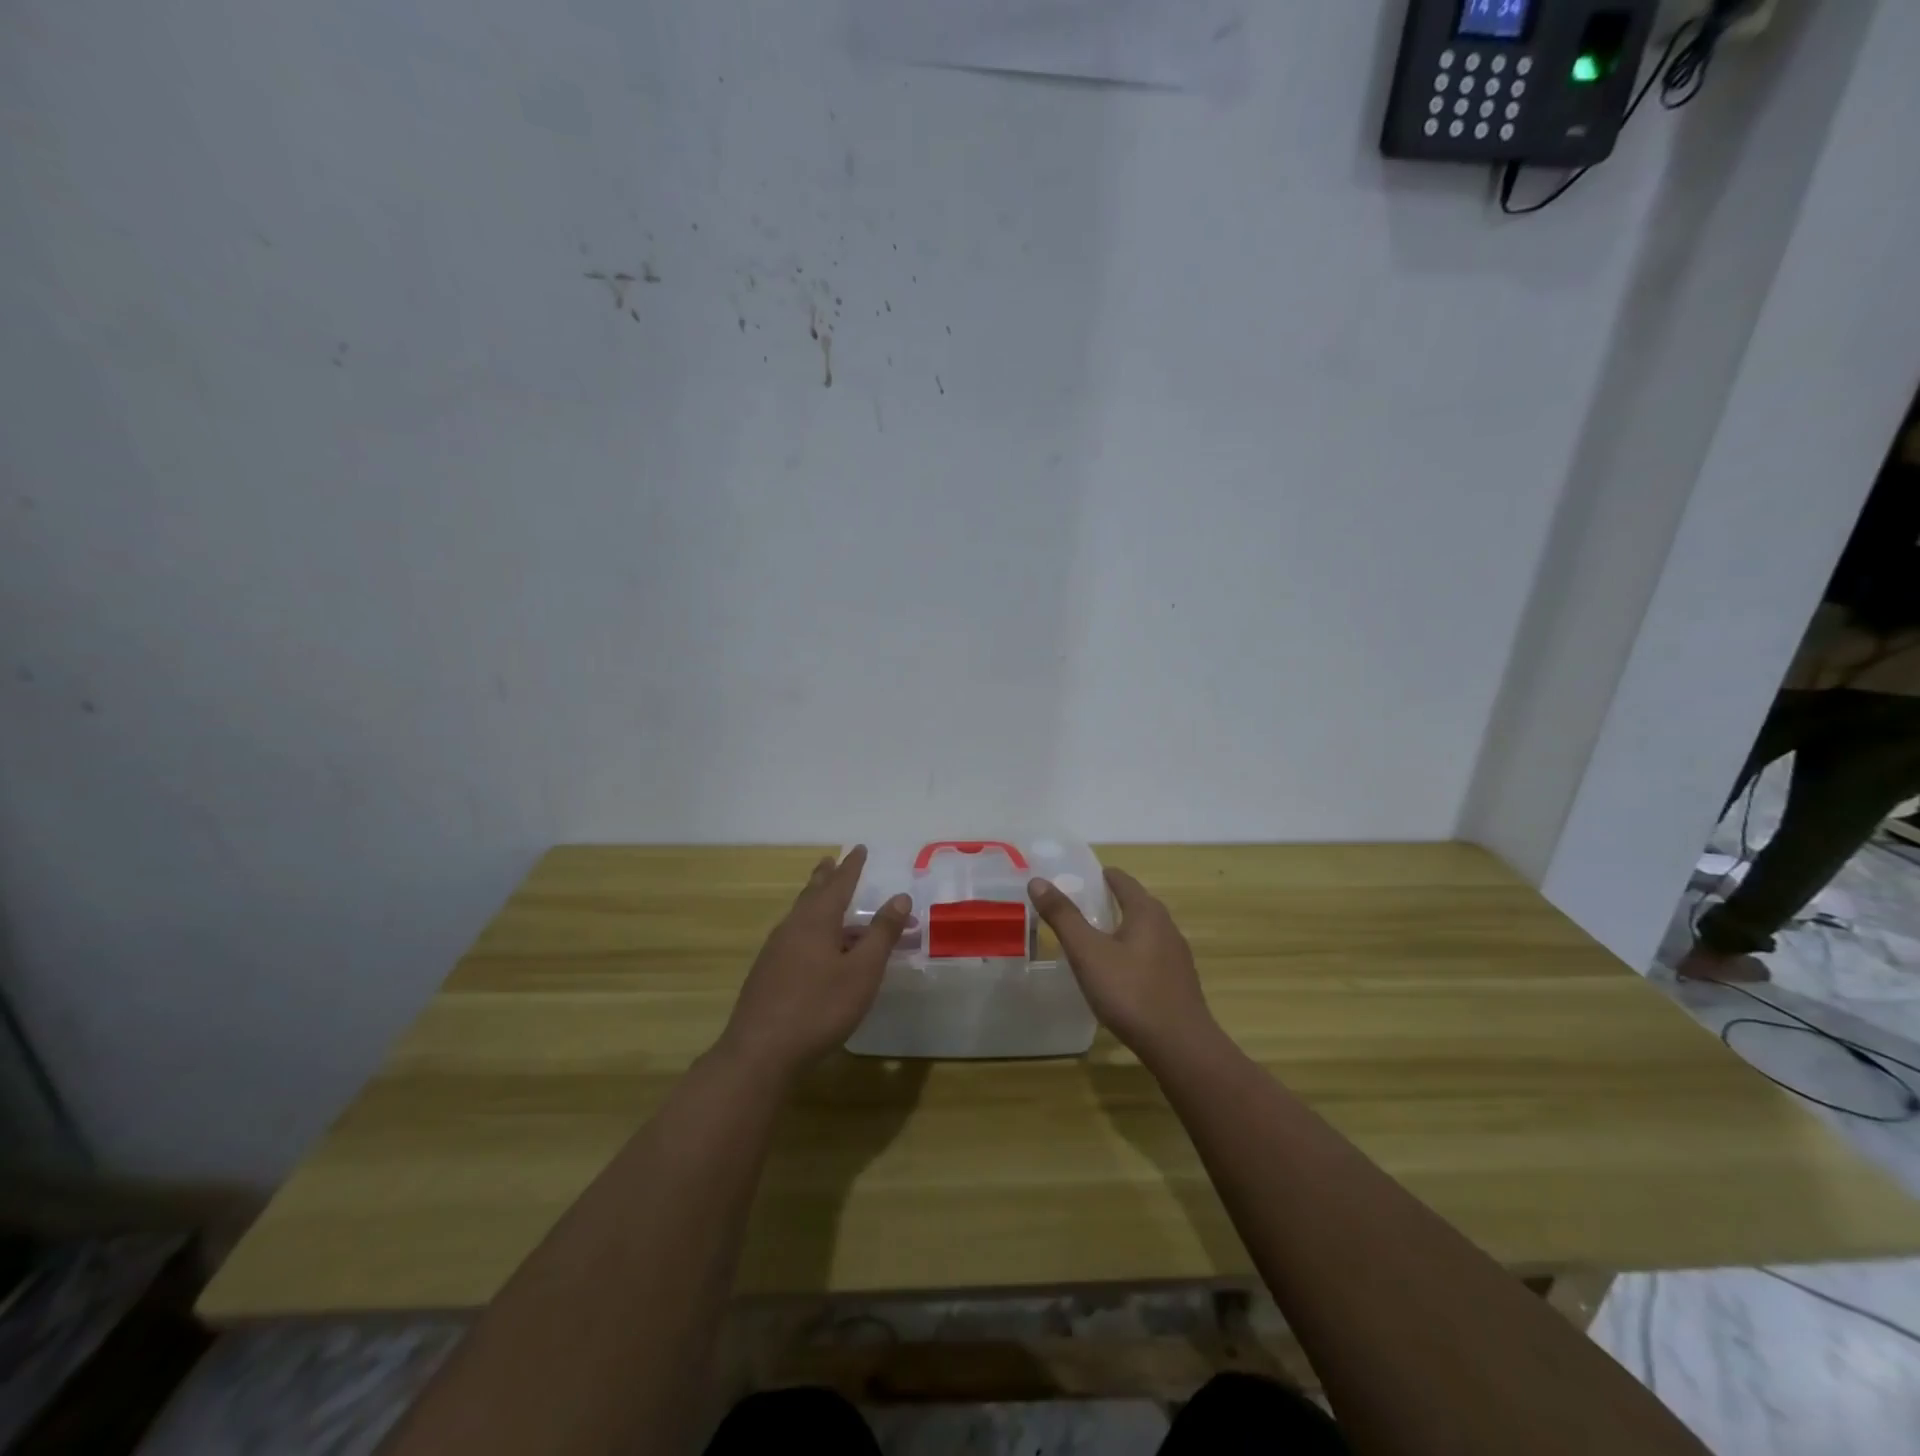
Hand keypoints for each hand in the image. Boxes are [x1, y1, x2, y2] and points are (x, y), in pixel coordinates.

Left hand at [718, 846, 911, 1082]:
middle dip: (826, 877)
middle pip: (812, 894)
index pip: (839, 884)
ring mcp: (775, 951)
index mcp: (816, 921)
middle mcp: (792, 928)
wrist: (760, 1052)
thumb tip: (900, 897)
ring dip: (815, 902)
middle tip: (831, 861)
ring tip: (825, 898)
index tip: (860, 848)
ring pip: (800, 916)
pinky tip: (812, 947)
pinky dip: (809, 928)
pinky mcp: (767, 974)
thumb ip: (881, 933)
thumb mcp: (862, 971)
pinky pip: (794, 937)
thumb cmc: (819, 1007)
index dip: (852, 866)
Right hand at [1028, 868, 1216, 1063]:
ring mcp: (1176, 956)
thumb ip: (1063, 916)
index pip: (1121, 880)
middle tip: (1075, 909)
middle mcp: (1166, 926)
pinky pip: (1149, 955)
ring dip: (1119, 929)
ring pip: (1143, 931)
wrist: (1180, 1046)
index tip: (1074, 880)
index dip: (1098, 876)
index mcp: (1146, 911)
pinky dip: (1130, 953)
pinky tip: (1115, 974)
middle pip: (1134, 903)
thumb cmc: (1130, 992)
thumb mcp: (1087, 952)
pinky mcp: (1178, 982)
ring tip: (1091, 940)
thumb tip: (1038, 881)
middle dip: (1107, 902)